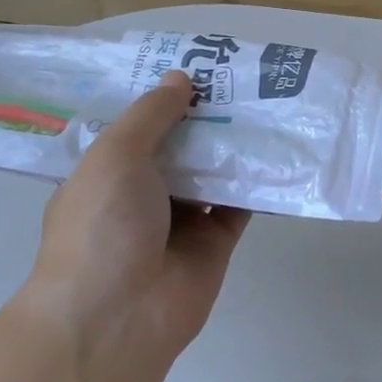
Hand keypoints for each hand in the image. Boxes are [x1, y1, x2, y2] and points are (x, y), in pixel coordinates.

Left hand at [22, 72, 250, 362]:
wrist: (118, 317)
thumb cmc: (101, 227)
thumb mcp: (115, 156)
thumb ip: (151, 115)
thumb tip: (181, 77)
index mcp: (107, 173)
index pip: (137, 127)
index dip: (163, 97)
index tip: (194, 64)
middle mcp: (142, 194)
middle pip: (180, 146)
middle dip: (205, 116)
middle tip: (241, 77)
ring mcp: (180, 220)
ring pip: (212, 172)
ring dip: (234, 144)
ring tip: (266, 102)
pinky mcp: (215, 242)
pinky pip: (239, 204)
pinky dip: (256, 181)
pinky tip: (279, 148)